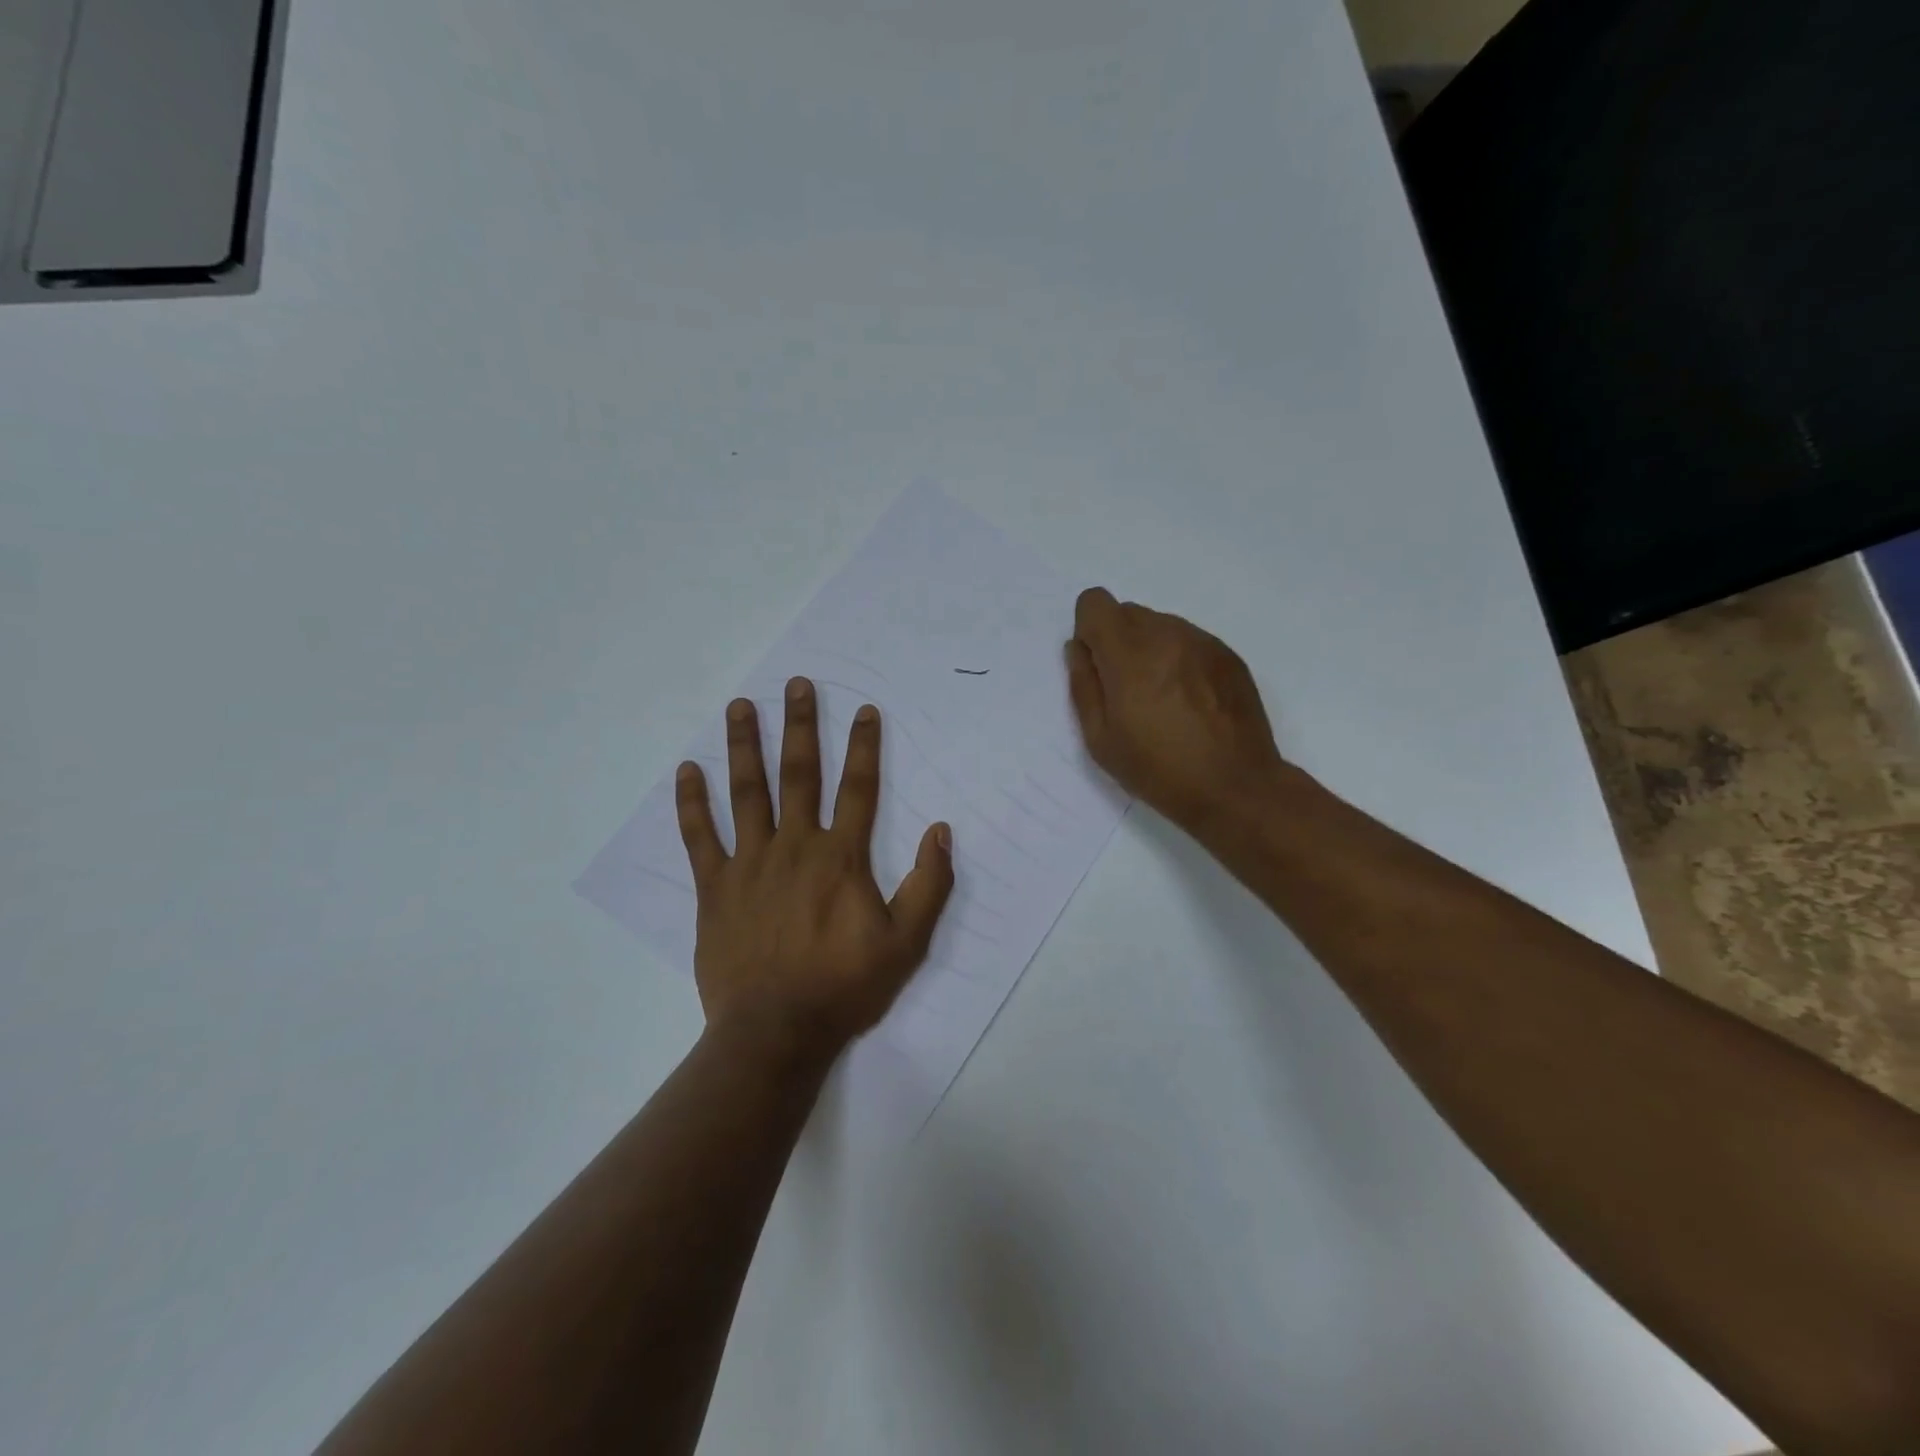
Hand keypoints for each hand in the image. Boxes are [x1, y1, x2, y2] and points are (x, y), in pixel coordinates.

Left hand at [675, 677, 954, 1063]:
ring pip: (747, 792)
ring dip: (745, 746)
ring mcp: (750, 864)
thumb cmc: (844, 986)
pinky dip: (692, 802)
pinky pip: (700, 837)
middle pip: (799, 774)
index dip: (865, 747)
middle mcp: (794, 846)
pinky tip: (687, 771)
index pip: (858, 788)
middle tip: (796, 685)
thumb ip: (928, 885)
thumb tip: (940, 830)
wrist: (775, 1032)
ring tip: (741, 706)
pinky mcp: (715, 887)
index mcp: (840, 857)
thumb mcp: (906, 942)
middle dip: (801, 726)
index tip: (865, 710)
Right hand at [1066, 587, 1287, 834]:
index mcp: (1129, 653)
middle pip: (1128, 612)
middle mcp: (1166, 634)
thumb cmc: (1158, 770)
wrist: (1235, 787)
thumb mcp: (1101, 740)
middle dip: (1118, 642)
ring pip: (1160, 626)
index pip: (1095, 602)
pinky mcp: (1228, 655)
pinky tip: (1191, 702)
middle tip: (1128, 692)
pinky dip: (1180, 660)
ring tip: (1163, 700)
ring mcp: (1202, 642)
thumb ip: (1084, 686)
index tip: (1098, 666)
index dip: (1088, 630)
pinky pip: (1190, 641)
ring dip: (1151, 650)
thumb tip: (1078, 650)